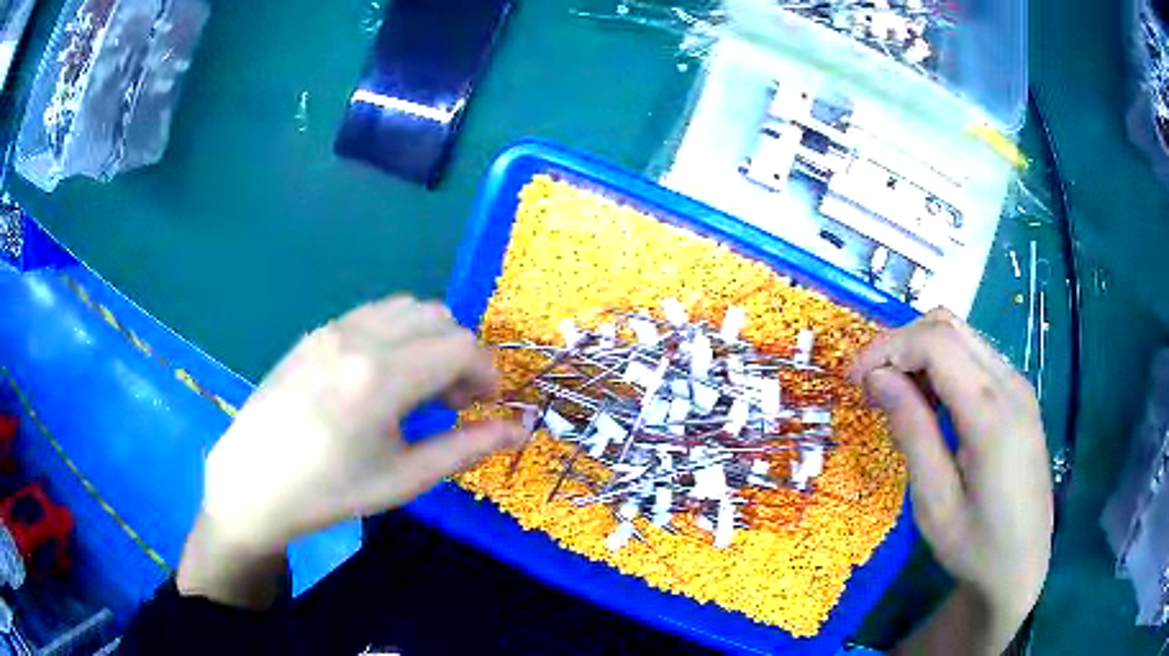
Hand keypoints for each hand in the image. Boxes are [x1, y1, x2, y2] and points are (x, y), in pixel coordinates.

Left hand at [178, 296, 524, 606]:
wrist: (253, 481)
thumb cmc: (330, 490)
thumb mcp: (404, 478)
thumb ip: (466, 448)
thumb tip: (519, 428)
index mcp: (382, 376)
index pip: (460, 345)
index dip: (487, 372)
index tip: (485, 405)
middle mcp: (360, 336)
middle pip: (438, 317)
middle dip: (461, 354)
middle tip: (455, 401)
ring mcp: (333, 328)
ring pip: (406, 307)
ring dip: (429, 338)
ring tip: (420, 386)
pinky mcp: (316, 331)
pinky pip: (373, 313)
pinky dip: (397, 332)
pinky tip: (383, 376)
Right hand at [851, 309, 1051, 652]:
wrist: (1023, 566)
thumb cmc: (975, 547)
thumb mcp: (934, 501)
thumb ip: (912, 431)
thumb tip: (877, 378)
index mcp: (991, 413)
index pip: (935, 343)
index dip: (888, 349)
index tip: (854, 380)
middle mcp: (1010, 384)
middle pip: (949, 327)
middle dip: (900, 344)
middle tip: (869, 383)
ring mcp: (1019, 387)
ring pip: (962, 336)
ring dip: (921, 352)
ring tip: (894, 393)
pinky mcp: (1019, 397)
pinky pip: (976, 358)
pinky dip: (943, 364)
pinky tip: (929, 400)